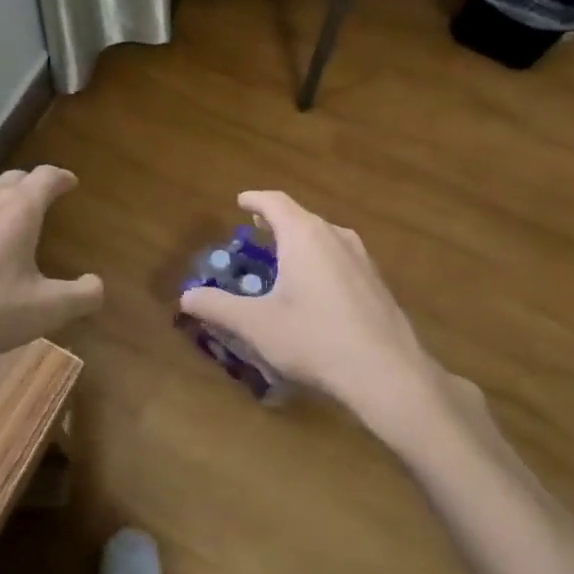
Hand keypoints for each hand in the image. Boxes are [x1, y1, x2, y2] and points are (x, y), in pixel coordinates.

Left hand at [0, 166, 102, 383]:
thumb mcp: (46, 312)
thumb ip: (82, 296)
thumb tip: (96, 284)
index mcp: (17, 211)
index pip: (45, 177)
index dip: (61, 177)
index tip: (71, 182)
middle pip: (11, 179)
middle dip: (31, 184)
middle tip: (43, 197)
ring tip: (9, 221)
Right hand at [179, 190, 485, 446]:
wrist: (388, 373)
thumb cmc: (315, 339)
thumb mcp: (257, 326)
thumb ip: (218, 307)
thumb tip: (186, 297)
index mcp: (304, 236)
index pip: (275, 202)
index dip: (254, 200)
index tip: (240, 201)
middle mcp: (336, 237)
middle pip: (301, 218)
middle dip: (276, 223)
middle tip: (257, 233)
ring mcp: (362, 259)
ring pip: (324, 238)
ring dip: (300, 242)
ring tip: (284, 260)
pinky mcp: (377, 283)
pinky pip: (341, 259)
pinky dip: (320, 262)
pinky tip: (316, 291)